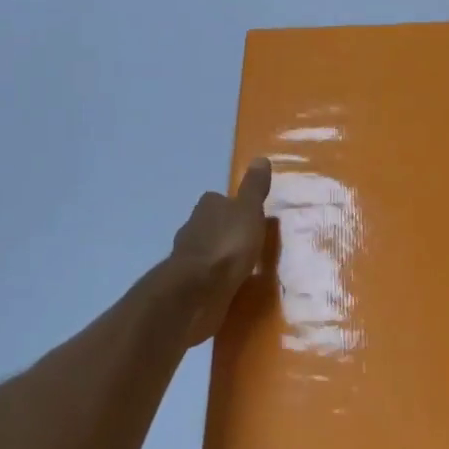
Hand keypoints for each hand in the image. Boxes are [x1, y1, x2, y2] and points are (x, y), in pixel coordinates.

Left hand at [168, 157, 273, 342]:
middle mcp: (193, 227)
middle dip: (227, 231)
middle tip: (252, 241)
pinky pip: (209, 276)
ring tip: (246, 265)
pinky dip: (219, 278)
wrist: (198, 291)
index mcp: (207, 207)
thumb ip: (254, 188)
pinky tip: (233, 285)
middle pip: (212, 224)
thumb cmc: (227, 245)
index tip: (250, 215)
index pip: (219, 199)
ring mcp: (189, 258)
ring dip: (223, 256)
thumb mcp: (248, 211)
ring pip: (209, 250)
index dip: (233, 206)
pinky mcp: (190, 285)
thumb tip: (260, 157)